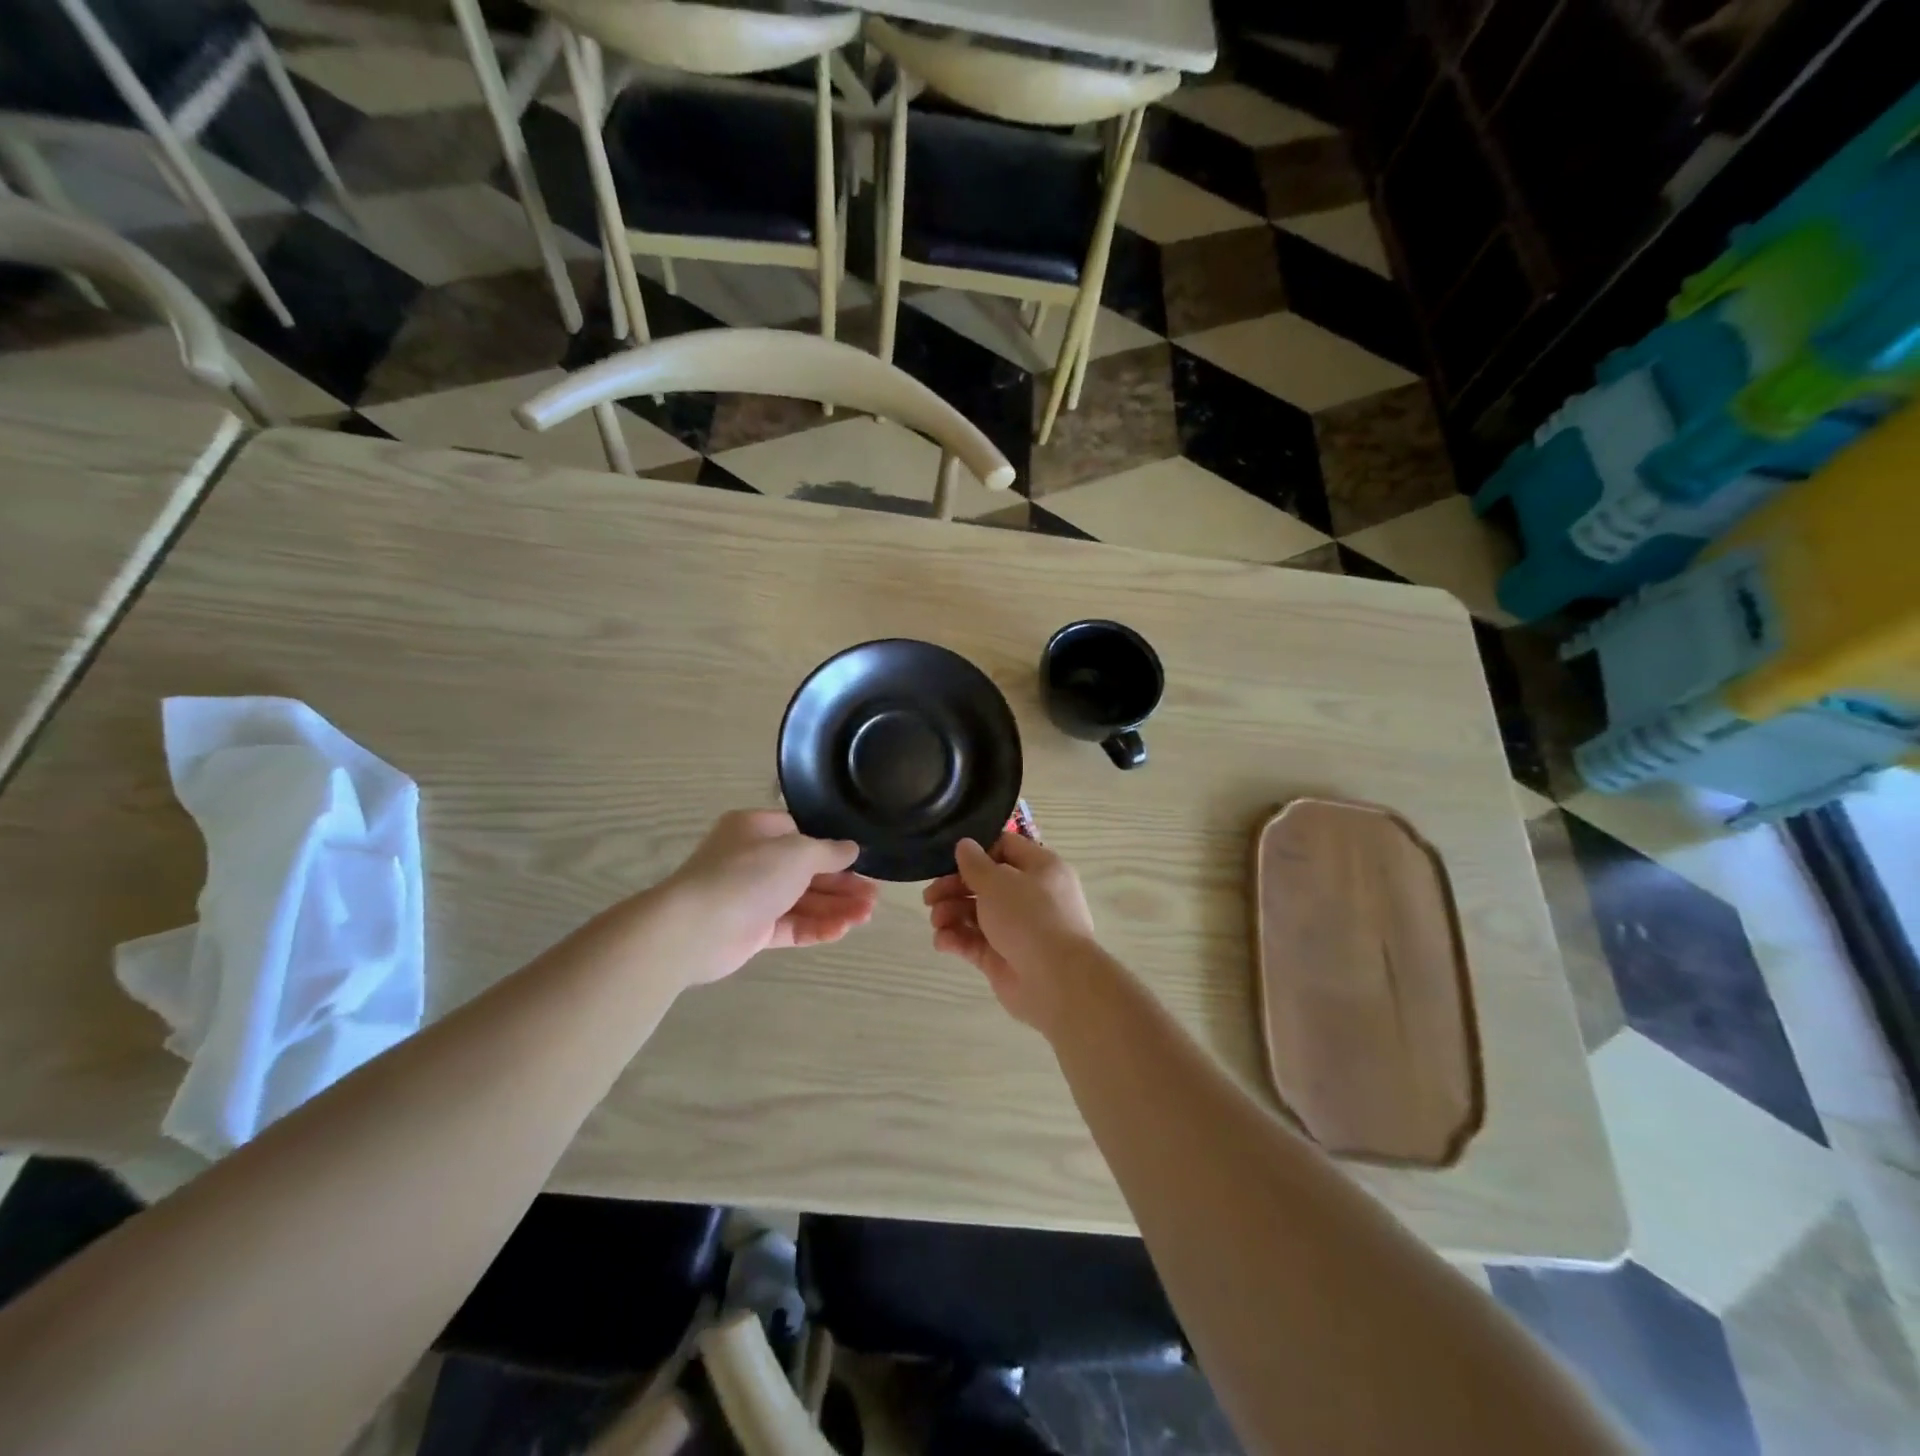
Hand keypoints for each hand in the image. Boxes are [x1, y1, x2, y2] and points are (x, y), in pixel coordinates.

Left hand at [663, 810, 877, 983]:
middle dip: (841, 884)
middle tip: (873, 897)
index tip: (863, 862)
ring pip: (801, 901)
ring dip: (834, 907)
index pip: (802, 834)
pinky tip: (841, 931)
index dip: (833, 849)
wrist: (694, 928)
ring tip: (866, 916)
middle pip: (806, 871)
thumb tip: (852, 849)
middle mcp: (753, 860)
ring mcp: (751, 897)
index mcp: (757, 829)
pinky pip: (790, 926)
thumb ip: (829, 851)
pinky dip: (815, 927)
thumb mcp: (798, 852)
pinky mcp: (751, 931)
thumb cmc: (747, 875)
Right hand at [923, 833, 1097, 1032]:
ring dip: (951, 913)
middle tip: (929, 897)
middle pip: (986, 883)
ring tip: (936, 921)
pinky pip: (975, 942)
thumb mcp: (998, 881)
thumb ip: (975, 864)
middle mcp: (1031, 896)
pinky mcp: (1003, 958)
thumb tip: (965, 845)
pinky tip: (942, 941)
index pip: (1006, 848)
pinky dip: (957, 939)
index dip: (977, 852)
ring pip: (977, 913)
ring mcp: (1017, 929)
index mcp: (1040, 869)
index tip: (950, 860)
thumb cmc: (1030, 917)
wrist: (1056, 981)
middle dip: (954, 887)